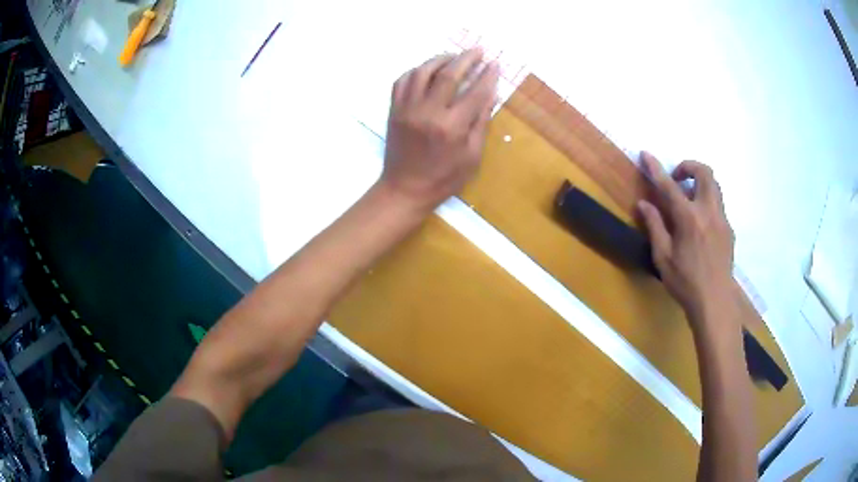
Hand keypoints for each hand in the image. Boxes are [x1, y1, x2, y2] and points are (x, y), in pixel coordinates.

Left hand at [379, 49, 499, 211]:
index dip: (487, 75)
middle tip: (477, 51)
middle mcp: (428, 112)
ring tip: (453, 56)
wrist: (404, 189)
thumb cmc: (443, 178)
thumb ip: (480, 122)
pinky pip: (402, 80)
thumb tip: (490, 94)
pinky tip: (427, 69)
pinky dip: (416, 70)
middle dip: (466, 58)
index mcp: (452, 127)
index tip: (494, 64)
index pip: (475, 92)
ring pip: (422, 71)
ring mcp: (407, 109)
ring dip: (440, 59)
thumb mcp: (472, 156)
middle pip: (449, 74)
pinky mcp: (394, 110)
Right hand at [637, 152, 737, 330]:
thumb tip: (644, 203)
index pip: (670, 186)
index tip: (646, 154)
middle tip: (677, 179)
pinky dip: (707, 202)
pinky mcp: (729, 230)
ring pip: (715, 186)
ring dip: (700, 182)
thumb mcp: (663, 258)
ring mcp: (722, 220)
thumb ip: (655, 226)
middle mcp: (709, 212)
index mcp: (689, 219)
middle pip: (705, 173)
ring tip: (688, 198)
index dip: (656, 168)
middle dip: (689, 166)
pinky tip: (699, 223)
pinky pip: (719, 205)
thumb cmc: (685, 283)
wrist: (714, 303)